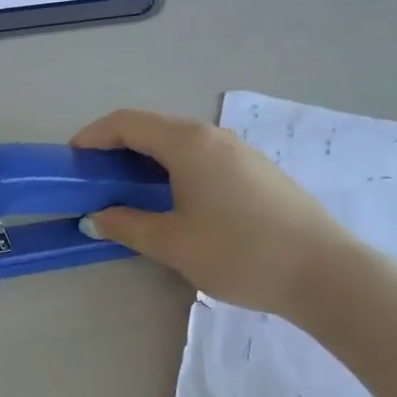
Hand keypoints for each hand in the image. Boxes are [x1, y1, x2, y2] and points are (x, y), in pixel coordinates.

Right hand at [71, 109, 352, 320]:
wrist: (324, 273)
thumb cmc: (239, 252)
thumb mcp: (173, 243)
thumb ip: (128, 225)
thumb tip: (97, 216)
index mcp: (188, 143)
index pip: (127, 122)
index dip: (93, 135)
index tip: (71, 159)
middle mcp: (214, 136)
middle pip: (154, 128)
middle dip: (117, 147)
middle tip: (95, 179)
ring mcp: (240, 152)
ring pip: (180, 143)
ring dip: (147, 159)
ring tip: (129, 192)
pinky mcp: (257, 171)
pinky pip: (203, 157)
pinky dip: (174, 169)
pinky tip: (174, 201)